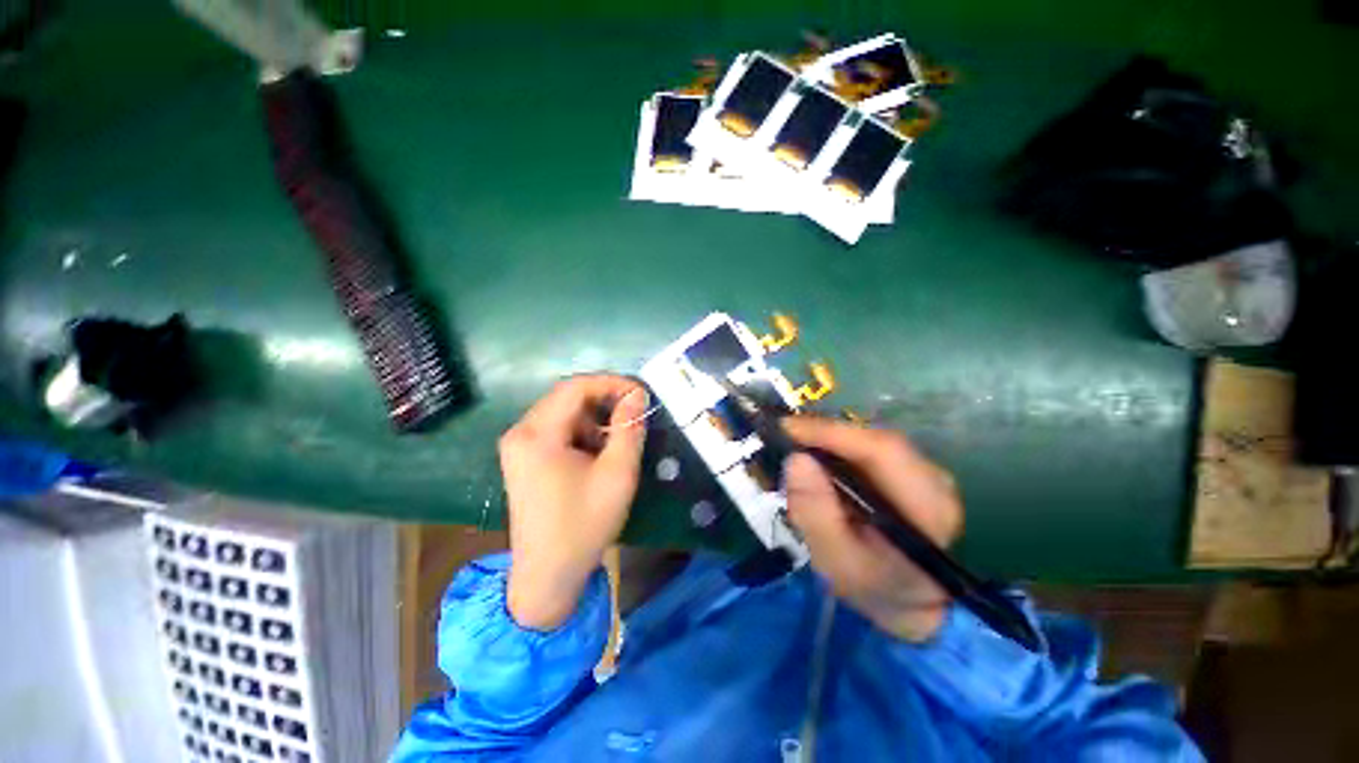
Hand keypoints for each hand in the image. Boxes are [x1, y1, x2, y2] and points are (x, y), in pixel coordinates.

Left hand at [499, 375, 648, 629]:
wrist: (547, 576)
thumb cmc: (584, 525)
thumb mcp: (617, 474)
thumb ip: (629, 429)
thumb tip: (637, 395)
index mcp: (537, 435)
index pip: (575, 387)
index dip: (611, 383)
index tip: (640, 394)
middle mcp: (520, 432)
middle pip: (567, 397)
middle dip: (604, 400)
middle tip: (634, 412)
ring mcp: (518, 445)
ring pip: (563, 412)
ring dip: (595, 417)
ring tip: (619, 438)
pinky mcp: (523, 458)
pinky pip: (557, 429)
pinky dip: (582, 431)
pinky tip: (598, 451)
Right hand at [782, 417, 962, 641]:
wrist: (908, 599)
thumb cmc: (873, 586)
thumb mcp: (837, 562)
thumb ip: (816, 515)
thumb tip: (796, 459)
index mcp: (928, 509)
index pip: (883, 451)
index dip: (832, 433)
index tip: (788, 429)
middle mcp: (935, 481)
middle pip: (875, 439)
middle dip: (826, 433)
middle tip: (784, 435)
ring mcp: (926, 472)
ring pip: (871, 438)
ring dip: (830, 438)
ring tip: (795, 443)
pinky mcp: (910, 469)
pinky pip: (869, 446)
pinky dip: (838, 446)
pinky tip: (817, 455)